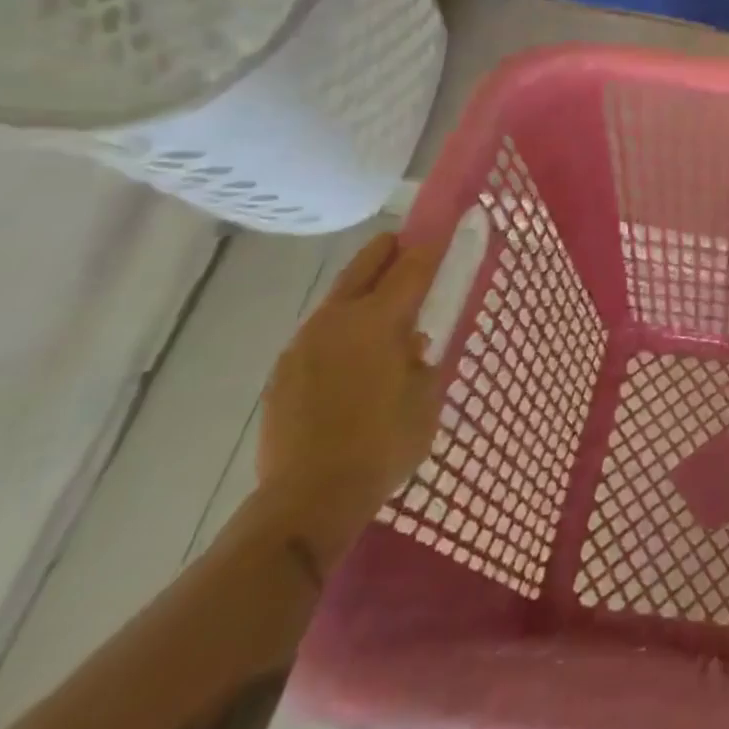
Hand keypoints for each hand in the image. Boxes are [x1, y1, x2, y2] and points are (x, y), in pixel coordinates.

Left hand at [254, 233, 447, 567]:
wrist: (308, 499)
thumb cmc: (383, 443)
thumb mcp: (426, 396)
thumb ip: (422, 358)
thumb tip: (411, 342)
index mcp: (378, 320)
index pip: (412, 267)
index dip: (431, 246)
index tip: (444, 229)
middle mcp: (337, 319)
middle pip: (365, 266)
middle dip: (388, 250)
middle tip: (407, 243)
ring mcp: (304, 343)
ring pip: (338, 297)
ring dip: (363, 288)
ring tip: (384, 300)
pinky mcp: (284, 371)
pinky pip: (320, 332)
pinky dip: (342, 326)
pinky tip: (354, 350)